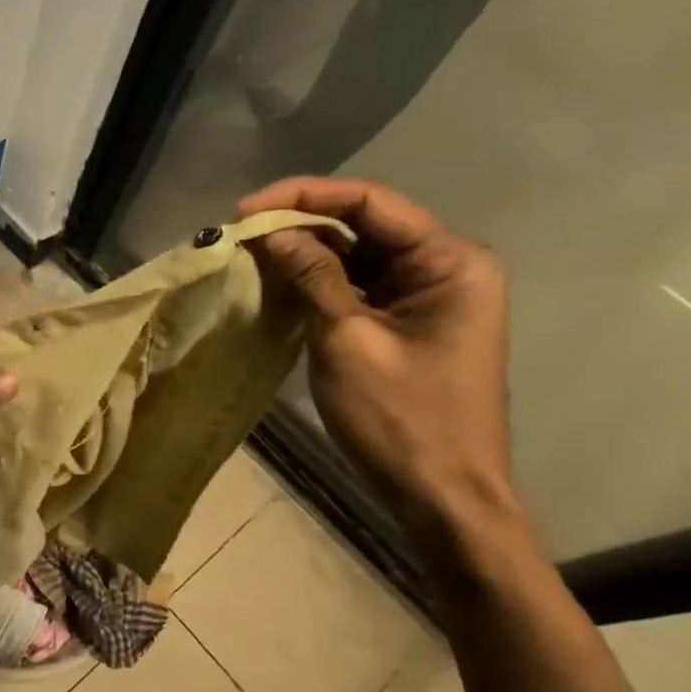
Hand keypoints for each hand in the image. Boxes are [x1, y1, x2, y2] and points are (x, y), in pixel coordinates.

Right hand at [239, 177, 515, 532]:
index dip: (304, 197)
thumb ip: (312, 277)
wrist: (442, 494)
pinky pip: (357, 285)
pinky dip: (317, 281)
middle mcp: (446, 266)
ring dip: (305, 252)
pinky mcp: (407, 322)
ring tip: (250, 253)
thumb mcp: (347, 339)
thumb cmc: (401, 417)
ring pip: (357, 254)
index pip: (370, 203)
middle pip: (365, 224)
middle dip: (301, 223)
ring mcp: (427, 296)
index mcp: (450, 261)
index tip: (245, 210)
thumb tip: (272, 232)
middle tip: (240, 233)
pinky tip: (277, 281)